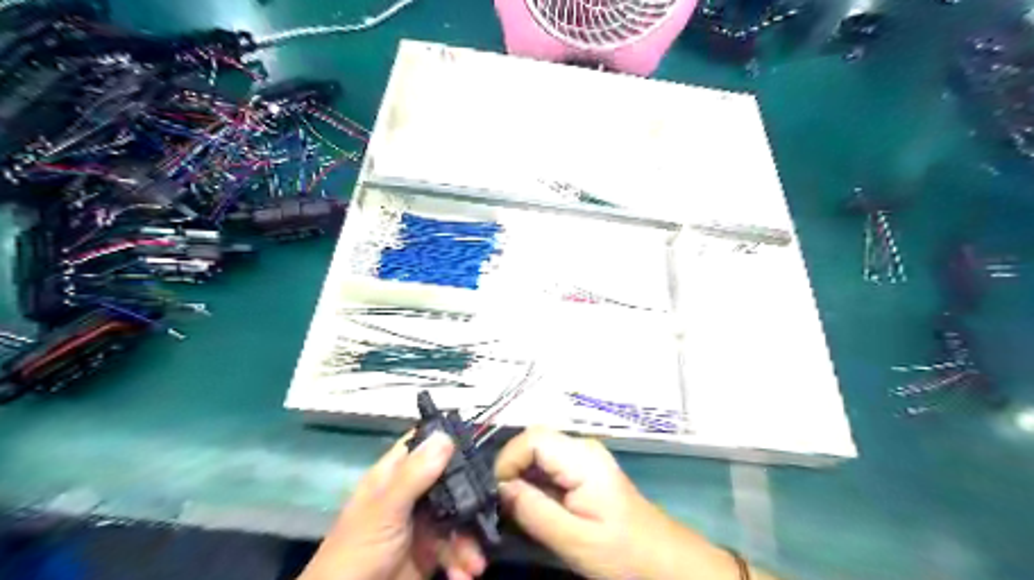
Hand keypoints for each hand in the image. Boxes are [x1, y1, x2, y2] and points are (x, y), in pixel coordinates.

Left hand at [299, 434, 488, 578]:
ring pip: (458, 517)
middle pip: (450, 481)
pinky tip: (465, 574)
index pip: (422, 446)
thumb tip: (446, 435)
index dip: (447, 439)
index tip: (478, 438)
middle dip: (471, 497)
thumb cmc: (357, 551)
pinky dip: (463, 561)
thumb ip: (414, 475)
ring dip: (470, 540)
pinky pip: (455, 548)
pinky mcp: (429, 553)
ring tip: (475, 563)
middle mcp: (411, 495)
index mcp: (394, 476)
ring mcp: (421, 524)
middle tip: (490, 507)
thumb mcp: (385, 510)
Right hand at [493, 426, 730, 578]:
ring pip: (537, 454)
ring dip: (521, 478)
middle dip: (511, 470)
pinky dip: (533, 484)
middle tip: (501, 505)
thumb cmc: (623, 552)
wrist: (663, 559)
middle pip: (532, 443)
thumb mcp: (574, 539)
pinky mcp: (583, 470)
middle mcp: (581, 448)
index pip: (531, 438)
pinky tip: (532, 509)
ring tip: (514, 510)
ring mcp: (583, 457)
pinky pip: (548, 467)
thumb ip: (534, 511)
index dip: (507, 460)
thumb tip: (500, 488)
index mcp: (582, 458)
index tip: (497, 494)